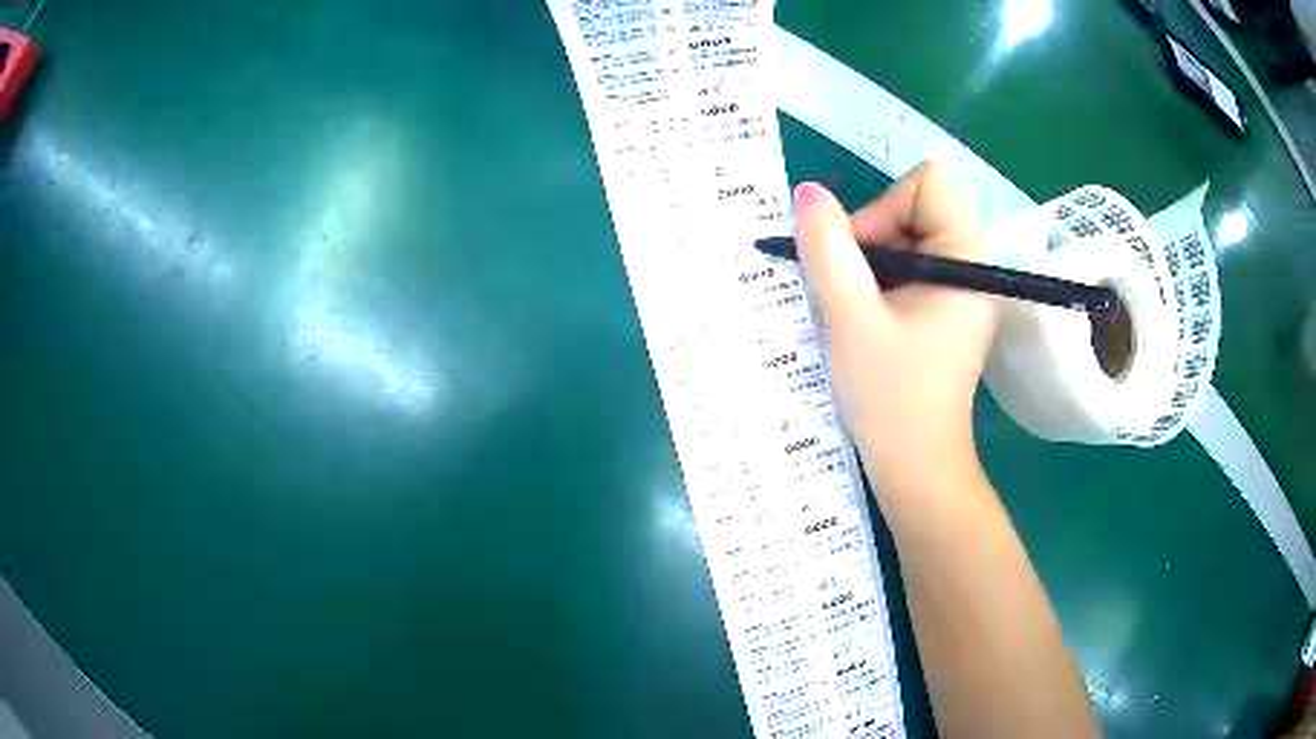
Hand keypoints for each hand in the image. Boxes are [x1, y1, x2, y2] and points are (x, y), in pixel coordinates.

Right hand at [793, 162, 996, 494]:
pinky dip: (880, 282)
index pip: (926, 183)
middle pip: (915, 207)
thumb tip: (808, 192)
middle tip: (852, 291)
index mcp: (966, 257)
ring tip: (856, 312)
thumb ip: (826, 248)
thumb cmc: (890, 397)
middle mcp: (972, 264)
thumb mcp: (849, 317)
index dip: (884, 209)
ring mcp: (960, 289)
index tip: (861, 261)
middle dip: (873, 238)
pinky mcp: (947, 310)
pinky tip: (866, 320)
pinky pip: (910, 267)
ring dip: (871, 264)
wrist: (915, 467)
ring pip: (906, 236)